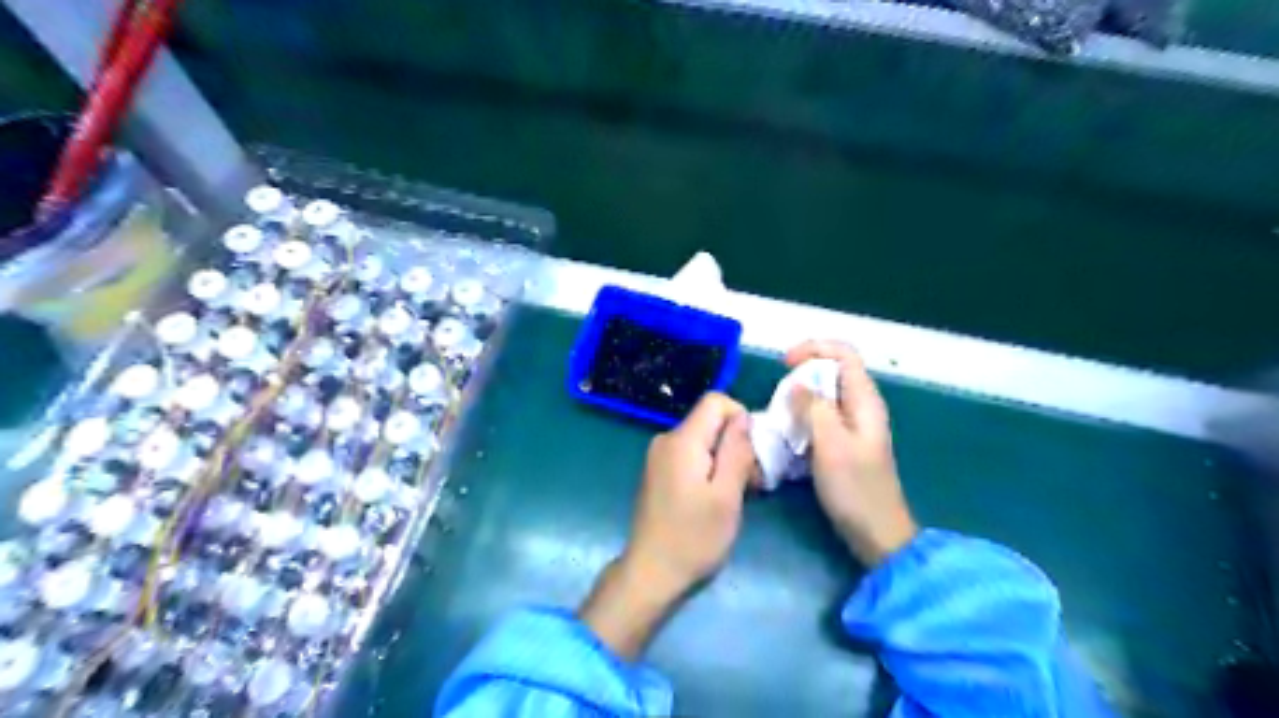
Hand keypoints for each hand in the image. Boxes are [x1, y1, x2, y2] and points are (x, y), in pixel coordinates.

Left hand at [582, 395, 757, 659]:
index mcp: (682, 440)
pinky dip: (709, 469)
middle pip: (710, 421)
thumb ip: (736, 451)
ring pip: (703, 440)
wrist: (650, 573)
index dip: (741, 417)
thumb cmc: (693, 537)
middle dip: (736, 443)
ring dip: (725, 460)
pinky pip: (691, 455)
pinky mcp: (658, 472)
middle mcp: (666, 440)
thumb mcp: (726, 495)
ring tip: (737, 495)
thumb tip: (743, 417)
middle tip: (753, 483)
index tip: (753, 452)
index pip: (716, 400)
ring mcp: (659, 457)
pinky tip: (716, 499)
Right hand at [786, 339, 914, 566]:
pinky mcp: (845, 444)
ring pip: (824, 396)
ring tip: (780, 416)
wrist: (877, 533)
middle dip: (802, 375)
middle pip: (832, 372)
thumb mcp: (830, 443)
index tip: (783, 363)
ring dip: (800, 399)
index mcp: (864, 400)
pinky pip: (821, 418)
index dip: (813, 348)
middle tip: (779, 396)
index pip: (844, 353)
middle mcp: (861, 407)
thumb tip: (797, 384)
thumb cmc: (855, 488)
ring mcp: (854, 426)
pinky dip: (803, 419)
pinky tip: (790, 437)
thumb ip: (813, 407)